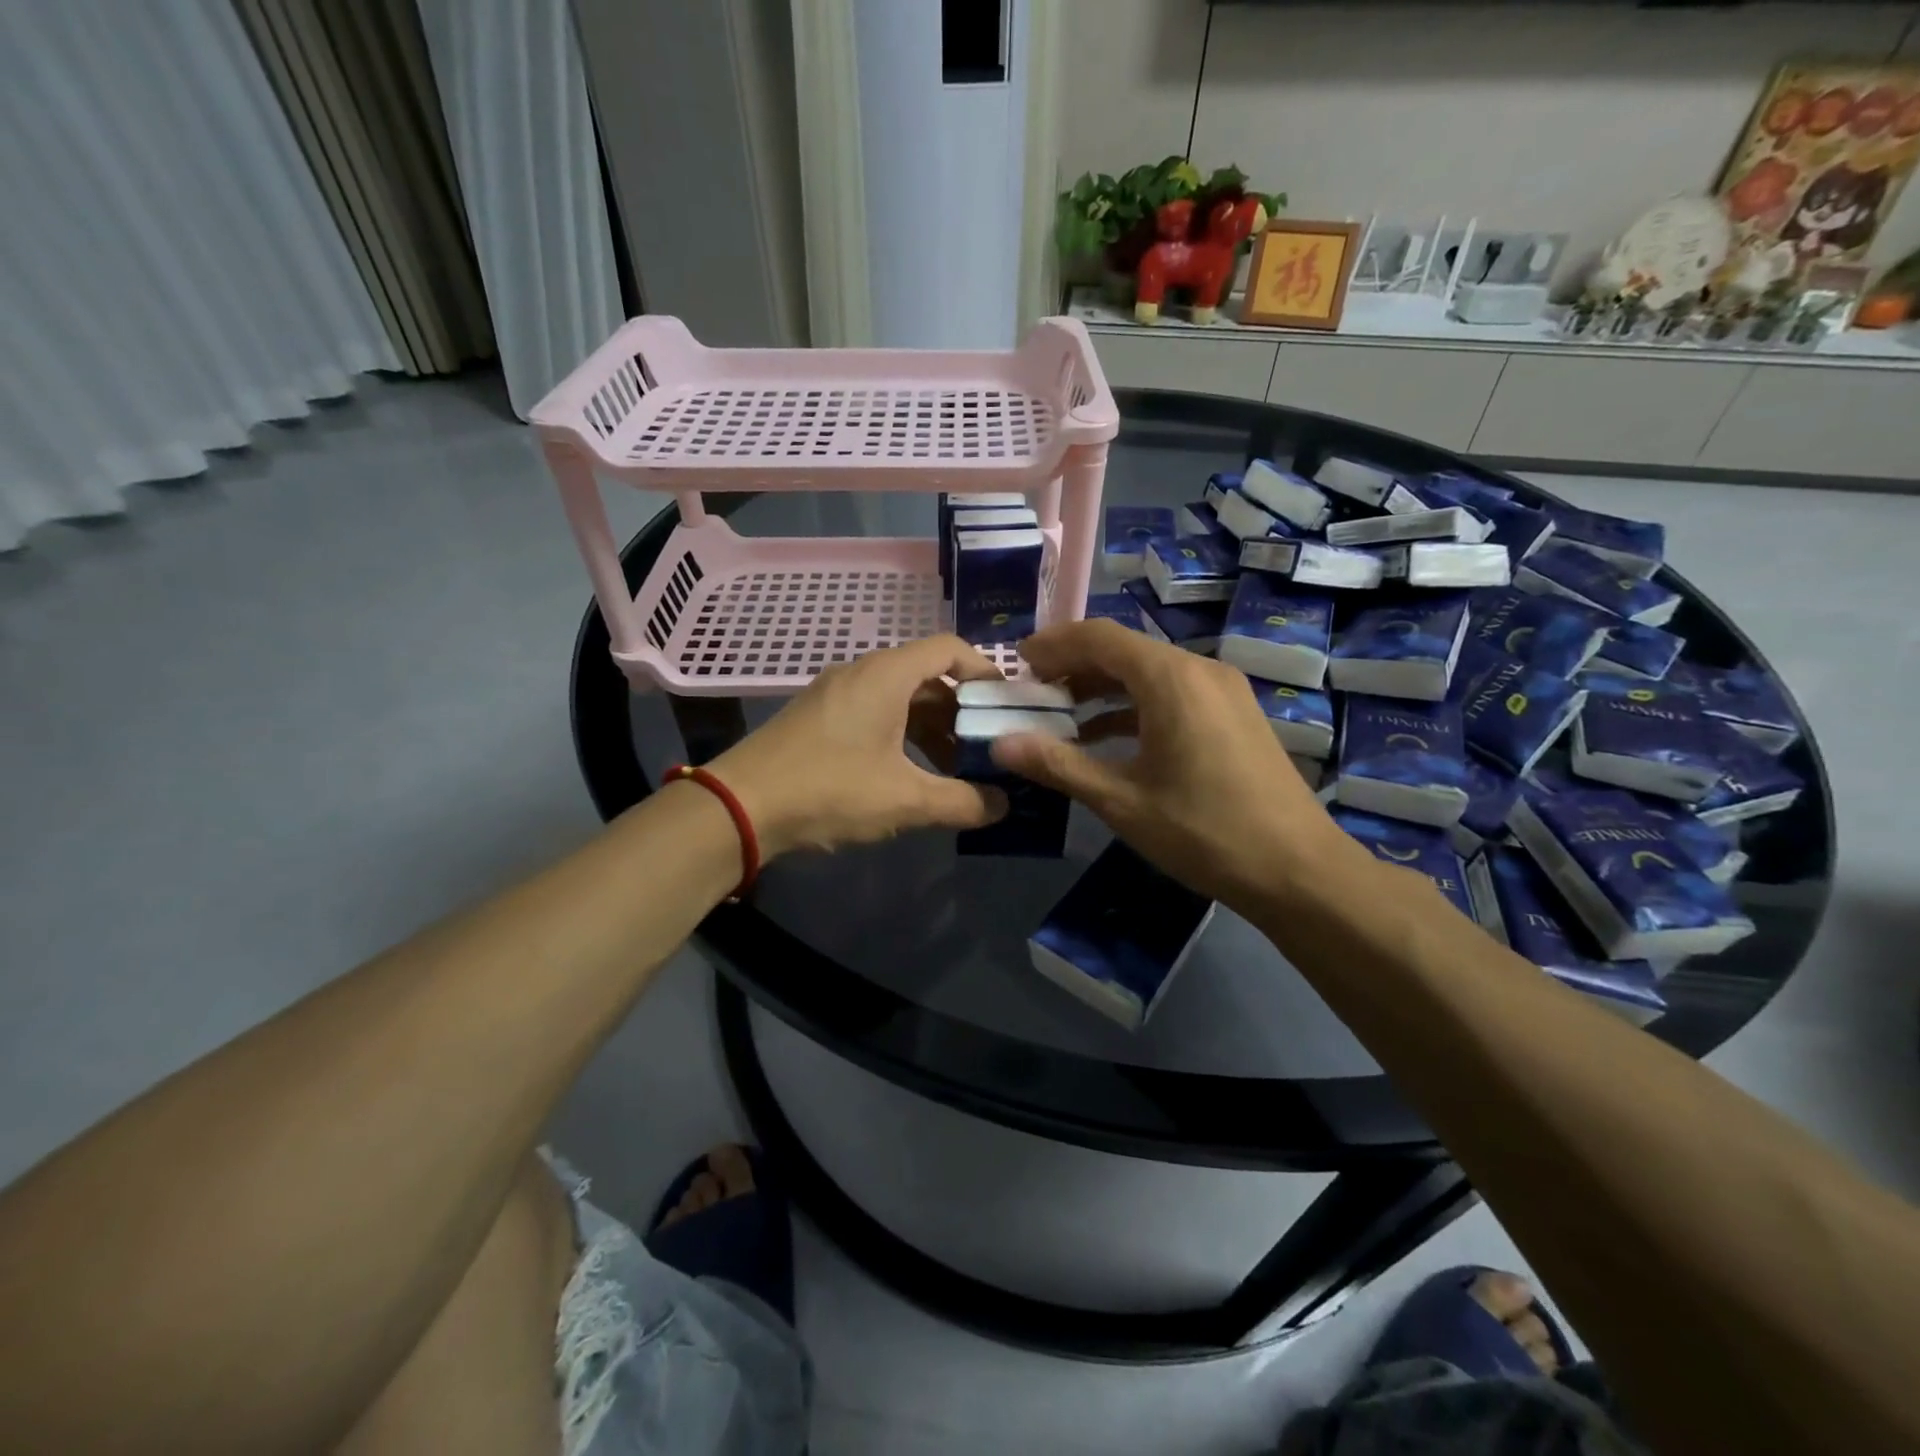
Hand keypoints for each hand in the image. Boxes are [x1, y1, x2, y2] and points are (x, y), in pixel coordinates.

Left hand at [709, 635, 1008, 858]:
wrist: (740, 807)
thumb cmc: (829, 789)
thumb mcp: (904, 799)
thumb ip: (962, 802)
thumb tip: (1004, 806)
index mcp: (886, 675)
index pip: (949, 649)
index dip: (984, 671)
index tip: (1005, 705)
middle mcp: (862, 673)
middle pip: (927, 677)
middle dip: (962, 711)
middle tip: (988, 746)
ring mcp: (836, 694)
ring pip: (900, 699)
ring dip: (932, 729)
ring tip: (956, 769)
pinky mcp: (819, 718)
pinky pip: (875, 714)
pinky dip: (902, 737)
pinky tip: (911, 776)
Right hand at [990, 620, 1356, 913]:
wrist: (1297, 870)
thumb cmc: (1203, 831)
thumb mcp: (1121, 801)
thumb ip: (1058, 765)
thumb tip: (1000, 744)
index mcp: (1171, 679)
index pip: (1099, 637)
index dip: (1053, 644)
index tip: (1017, 662)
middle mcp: (1200, 670)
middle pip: (1125, 650)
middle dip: (1074, 666)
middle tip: (1032, 692)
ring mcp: (1223, 691)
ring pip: (1149, 673)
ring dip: (1102, 688)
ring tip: (1060, 716)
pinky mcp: (1234, 715)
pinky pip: (1173, 694)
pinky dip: (1134, 707)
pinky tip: (1107, 738)